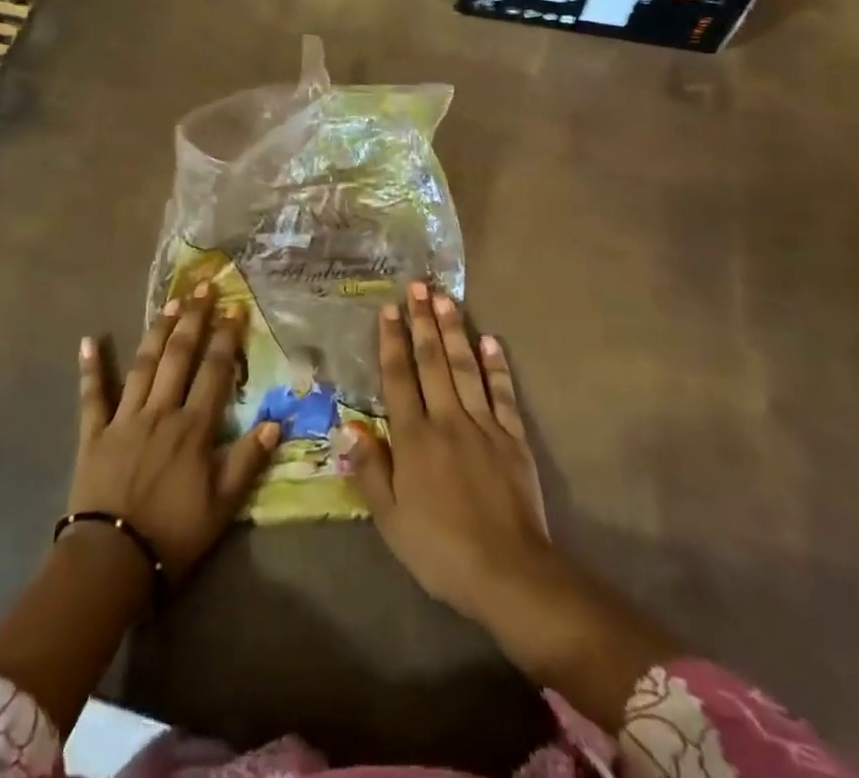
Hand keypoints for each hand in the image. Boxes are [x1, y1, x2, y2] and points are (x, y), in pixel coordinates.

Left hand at [70, 285, 279, 581]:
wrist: (111, 562)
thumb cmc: (173, 535)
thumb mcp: (223, 506)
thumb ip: (248, 461)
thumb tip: (275, 421)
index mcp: (193, 428)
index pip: (215, 372)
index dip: (226, 338)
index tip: (236, 308)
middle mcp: (161, 412)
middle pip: (179, 356)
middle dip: (194, 319)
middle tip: (203, 287)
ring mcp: (125, 419)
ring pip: (143, 365)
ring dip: (158, 331)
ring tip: (171, 302)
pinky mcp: (95, 434)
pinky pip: (93, 395)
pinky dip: (91, 367)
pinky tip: (89, 339)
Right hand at [343, 283, 675, 710]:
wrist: (509, 574)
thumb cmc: (440, 549)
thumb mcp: (391, 519)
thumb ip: (369, 468)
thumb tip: (345, 426)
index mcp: (414, 438)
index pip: (399, 378)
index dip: (392, 342)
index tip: (389, 309)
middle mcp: (447, 419)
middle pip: (432, 361)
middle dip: (423, 321)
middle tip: (418, 285)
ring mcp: (484, 425)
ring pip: (465, 367)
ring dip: (454, 331)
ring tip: (445, 298)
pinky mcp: (513, 437)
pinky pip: (503, 393)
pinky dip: (496, 365)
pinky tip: (491, 341)